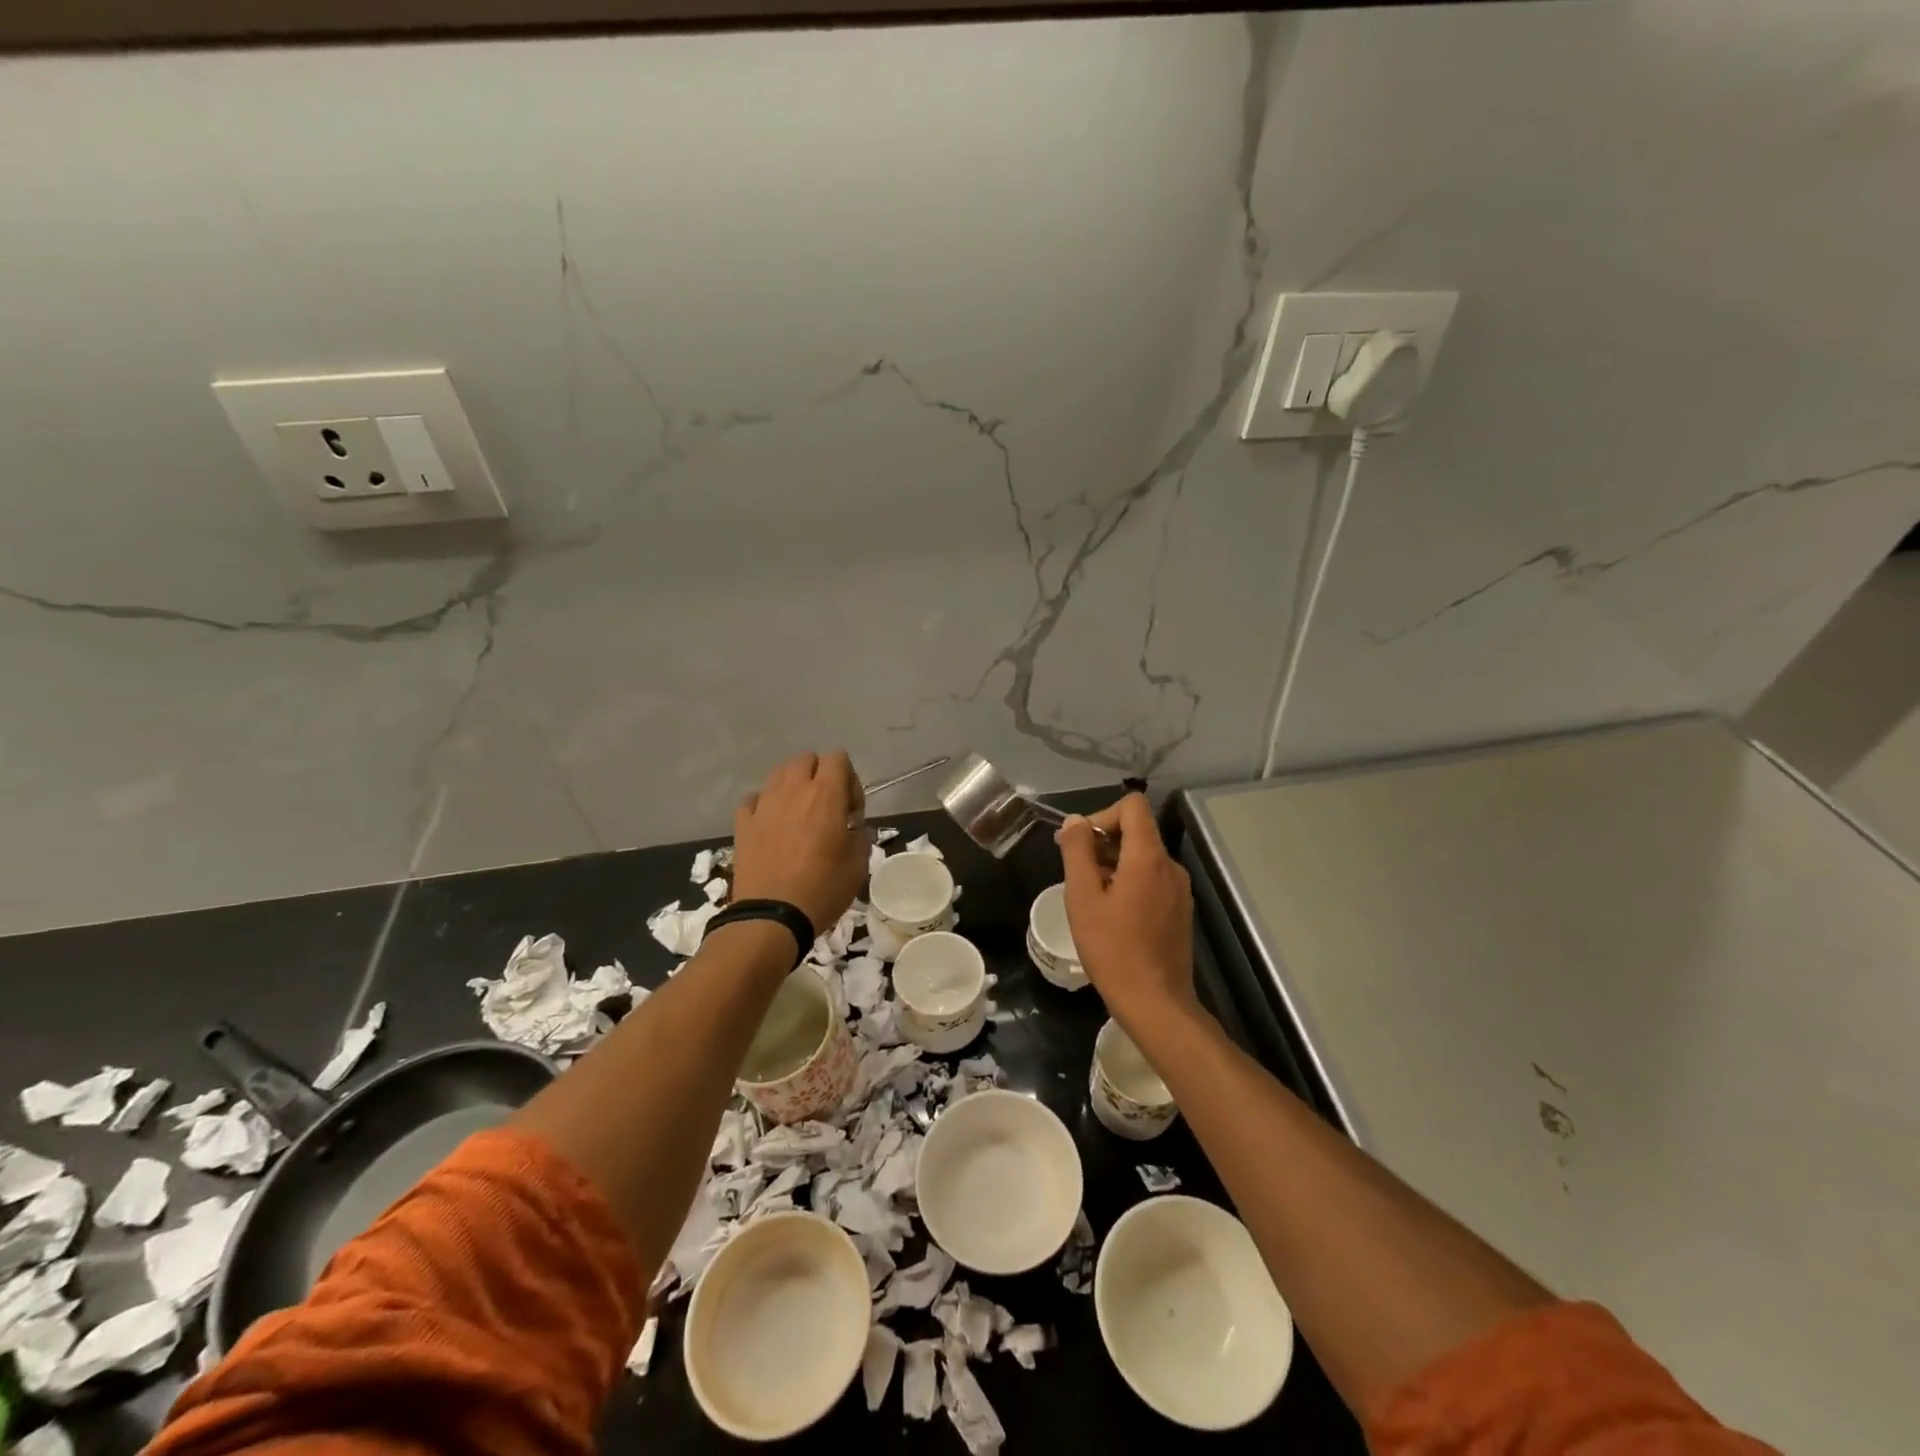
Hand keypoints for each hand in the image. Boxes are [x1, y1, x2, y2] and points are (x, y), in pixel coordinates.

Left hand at [732, 751, 868, 934]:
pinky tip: (771, 826)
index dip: (849, 779)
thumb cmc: (823, 889)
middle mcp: (793, 790)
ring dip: (792, 786)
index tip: (850, 811)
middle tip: (826, 808)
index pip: (838, 758)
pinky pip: (754, 799)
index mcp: (825, 795)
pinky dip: (765, 805)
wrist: (772, 917)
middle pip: (806, 759)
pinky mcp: (743, 823)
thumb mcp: (858, 864)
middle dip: (820, 775)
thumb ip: (859, 835)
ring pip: (778, 774)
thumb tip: (852, 826)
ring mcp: (764, 805)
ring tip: (798, 815)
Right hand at [1056, 794, 1197, 1026]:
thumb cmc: (1113, 948)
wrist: (1155, 1002)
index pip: (1132, 806)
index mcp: (1148, 857)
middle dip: (1103, 842)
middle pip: (1137, 831)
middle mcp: (1170, 866)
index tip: (1080, 845)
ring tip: (1090, 897)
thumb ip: (1078, 851)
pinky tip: (1112, 914)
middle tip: (1075, 872)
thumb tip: (1075, 821)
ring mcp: (1179, 890)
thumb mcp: (1083, 897)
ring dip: (1114, 865)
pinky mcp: (1180, 910)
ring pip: (1143, 857)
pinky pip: (1152, 879)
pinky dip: (1129, 883)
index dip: (1102, 815)